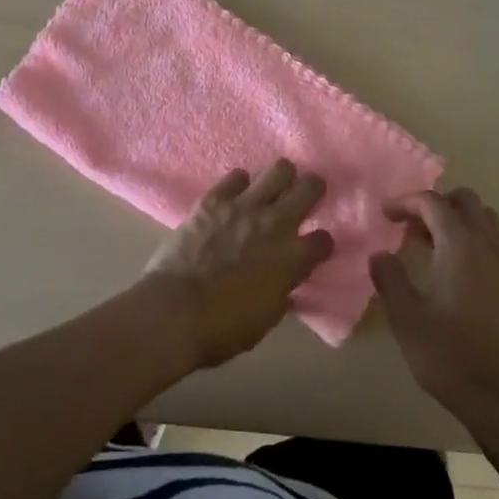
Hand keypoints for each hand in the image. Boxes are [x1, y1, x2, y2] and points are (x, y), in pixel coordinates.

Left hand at [143, 160, 333, 369]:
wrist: (175, 312)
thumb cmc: (222, 328)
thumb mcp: (265, 319)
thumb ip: (281, 293)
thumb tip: (286, 284)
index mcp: (293, 258)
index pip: (323, 240)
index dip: (321, 244)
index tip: (315, 248)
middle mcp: (276, 224)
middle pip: (310, 188)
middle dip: (313, 189)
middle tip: (306, 195)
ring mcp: (245, 206)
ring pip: (278, 170)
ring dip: (281, 177)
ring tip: (274, 186)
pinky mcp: (215, 200)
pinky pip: (236, 177)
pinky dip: (239, 183)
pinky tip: (237, 193)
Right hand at [370, 188, 498, 433]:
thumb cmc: (449, 355)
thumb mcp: (406, 318)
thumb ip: (389, 278)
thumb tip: (380, 254)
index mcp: (459, 245)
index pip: (432, 202)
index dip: (406, 202)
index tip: (386, 215)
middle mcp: (488, 245)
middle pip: (465, 201)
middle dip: (436, 205)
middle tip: (412, 229)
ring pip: (487, 219)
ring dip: (460, 220)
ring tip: (435, 245)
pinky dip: (481, 242)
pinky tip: (465, 268)